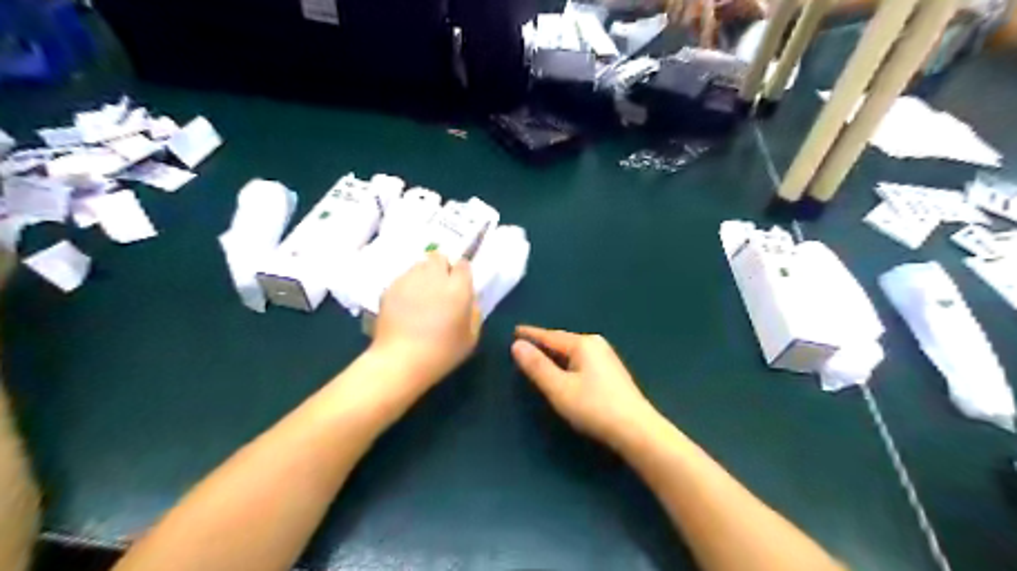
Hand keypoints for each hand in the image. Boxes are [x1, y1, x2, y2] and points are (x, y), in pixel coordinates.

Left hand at [373, 251, 480, 387]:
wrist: (400, 360)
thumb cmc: (442, 352)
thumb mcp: (471, 337)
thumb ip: (474, 312)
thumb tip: (470, 299)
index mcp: (457, 287)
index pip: (463, 264)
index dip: (462, 274)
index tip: (460, 286)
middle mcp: (434, 277)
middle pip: (439, 256)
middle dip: (442, 267)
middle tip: (441, 287)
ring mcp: (409, 280)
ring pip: (419, 265)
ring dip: (424, 275)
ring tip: (422, 295)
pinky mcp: (390, 287)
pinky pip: (403, 278)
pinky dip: (407, 286)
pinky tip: (406, 305)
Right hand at [508, 326, 660, 450]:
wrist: (637, 430)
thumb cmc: (594, 407)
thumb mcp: (559, 389)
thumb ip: (537, 367)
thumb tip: (517, 345)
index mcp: (583, 344)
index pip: (550, 336)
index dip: (531, 334)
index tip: (515, 331)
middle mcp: (596, 345)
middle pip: (563, 341)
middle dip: (544, 342)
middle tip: (524, 344)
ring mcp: (607, 357)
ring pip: (573, 351)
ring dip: (556, 353)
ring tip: (540, 356)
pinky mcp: (612, 372)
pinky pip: (582, 360)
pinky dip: (568, 362)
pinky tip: (565, 370)